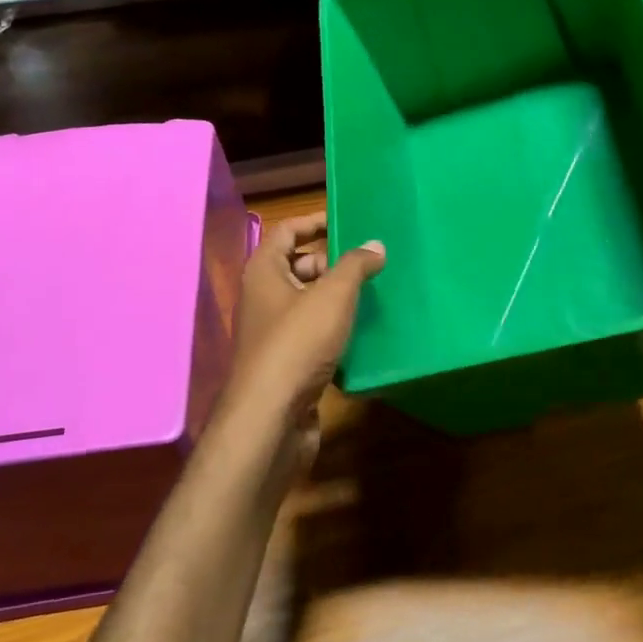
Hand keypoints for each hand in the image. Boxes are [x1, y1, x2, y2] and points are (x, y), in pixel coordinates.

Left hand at [226, 215, 385, 442]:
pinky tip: (366, 331)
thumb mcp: (332, 296)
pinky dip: (337, 329)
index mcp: (264, 271)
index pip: (286, 232)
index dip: (314, 222)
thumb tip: (375, 244)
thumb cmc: (297, 344)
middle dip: (334, 262)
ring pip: (310, 302)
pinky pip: (315, 334)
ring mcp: (275, 333)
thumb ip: (355, 266)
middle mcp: (264, 297)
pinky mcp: (288, 363)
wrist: (271, 419)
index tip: (348, 222)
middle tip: (372, 261)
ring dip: (339, 297)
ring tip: (378, 292)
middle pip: (299, 266)